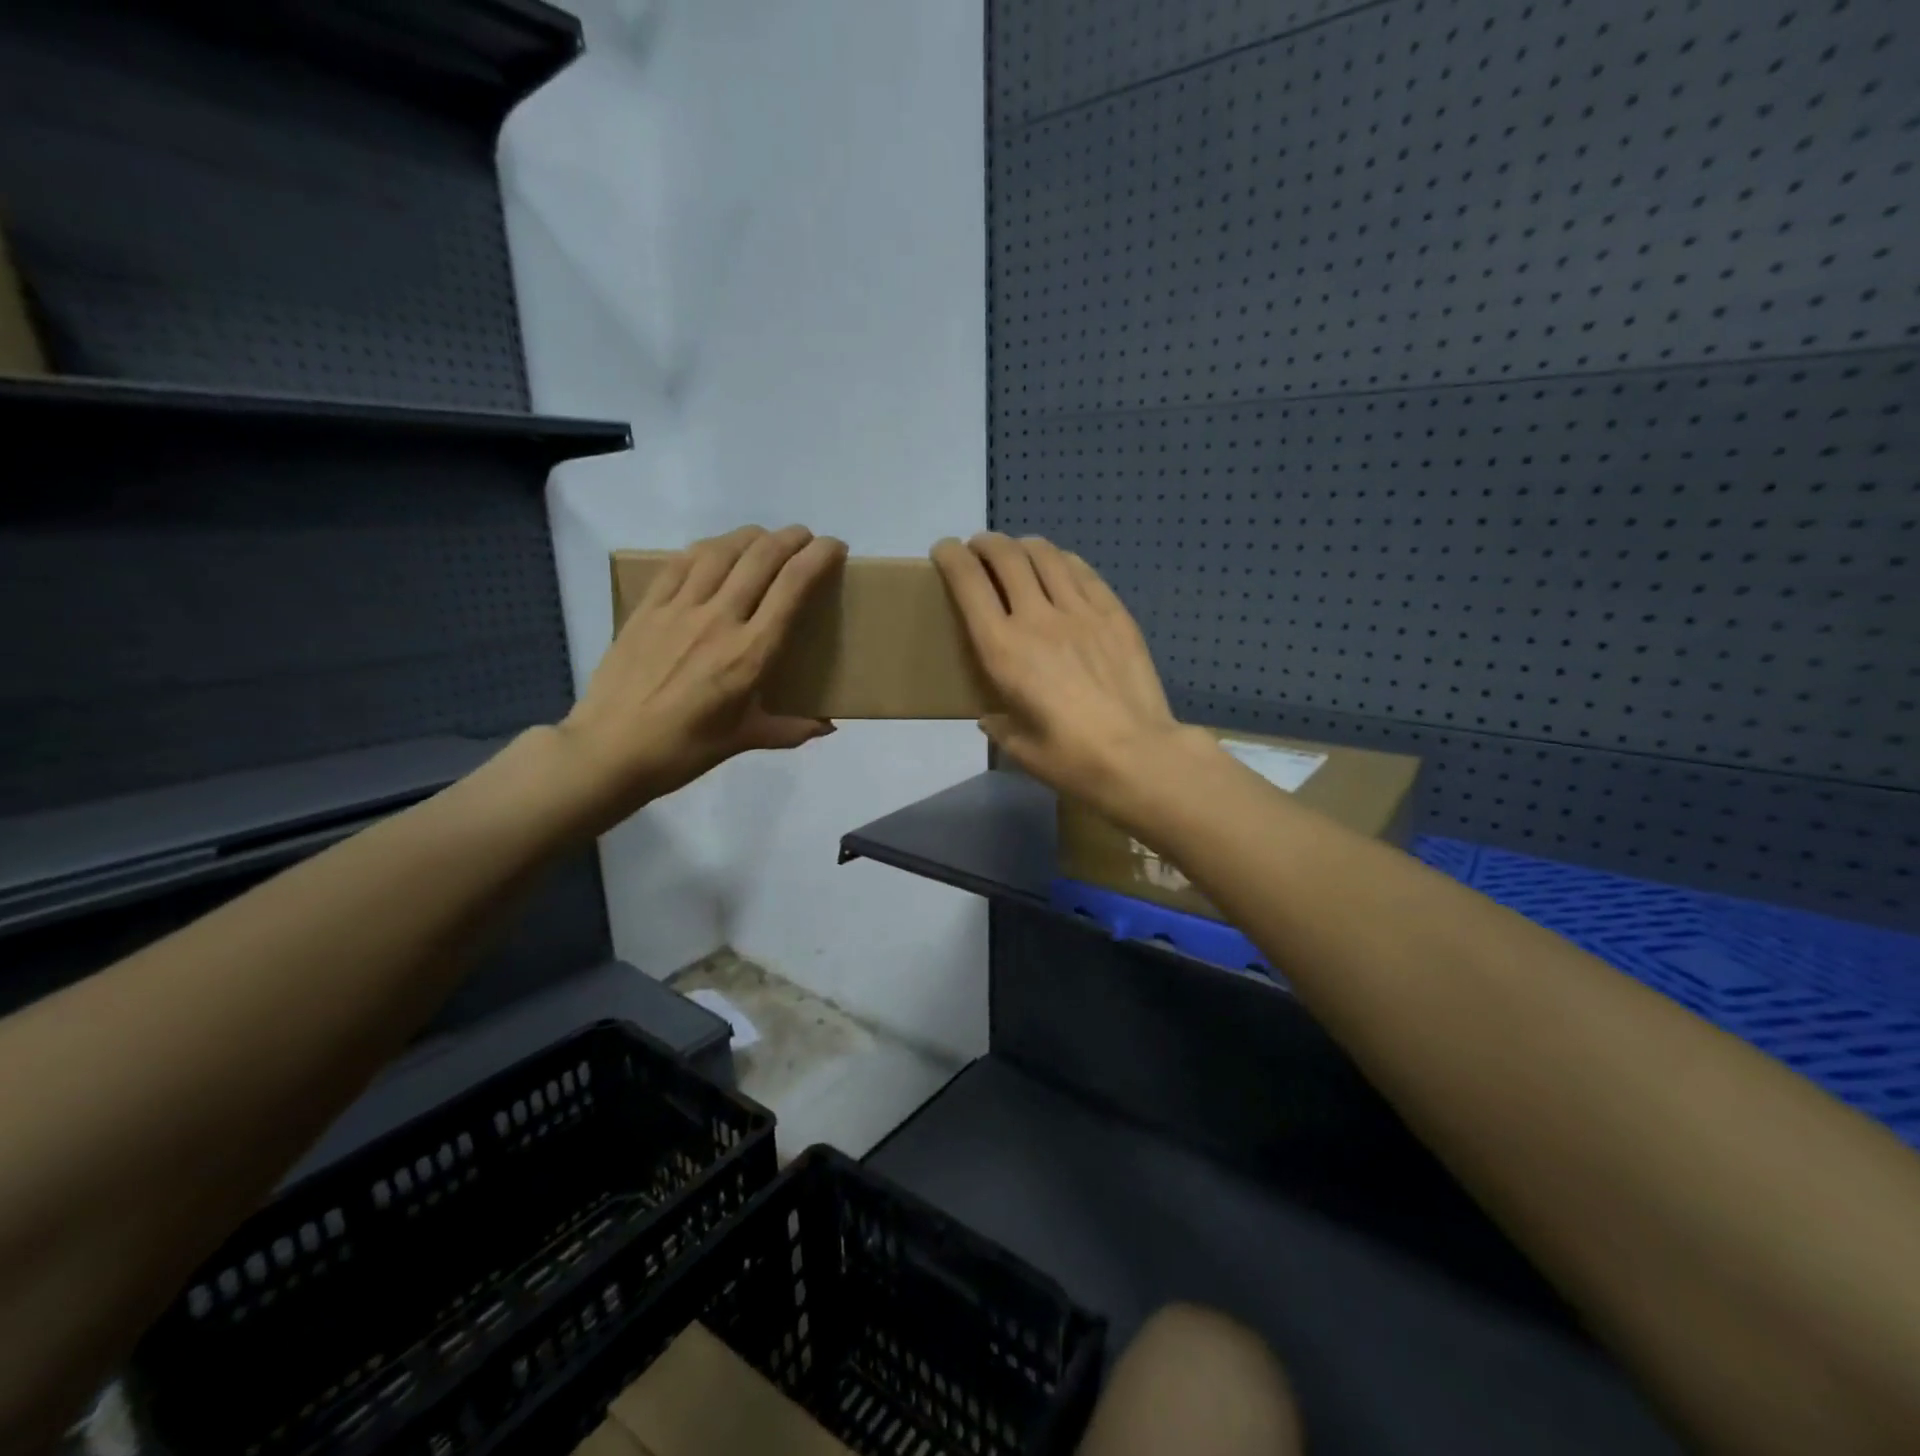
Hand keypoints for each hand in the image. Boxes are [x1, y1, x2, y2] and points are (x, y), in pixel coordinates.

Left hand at [556, 524, 845, 829]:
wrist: (610, 751)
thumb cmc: (684, 750)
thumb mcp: (744, 740)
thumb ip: (791, 729)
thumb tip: (828, 726)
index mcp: (750, 654)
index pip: (792, 586)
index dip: (818, 557)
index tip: (835, 548)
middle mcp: (719, 620)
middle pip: (761, 557)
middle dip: (791, 538)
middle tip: (806, 540)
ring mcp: (679, 609)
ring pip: (722, 551)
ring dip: (751, 536)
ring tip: (766, 539)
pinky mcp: (648, 608)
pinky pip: (681, 563)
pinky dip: (708, 548)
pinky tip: (717, 550)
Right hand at [932, 533, 1209, 813]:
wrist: (1138, 755)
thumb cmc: (1070, 758)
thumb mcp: (1018, 747)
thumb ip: (998, 724)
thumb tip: (992, 715)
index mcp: (1003, 650)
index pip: (969, 584)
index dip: (951, 558)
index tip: (944, 551)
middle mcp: (1037, 618)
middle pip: (1006, 557)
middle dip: (985, 544)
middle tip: (979, 550)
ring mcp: (1080, 611)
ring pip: (1045, 555)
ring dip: (1023, 545)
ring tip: (1017, 553)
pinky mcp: (1114, 614)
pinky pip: (1082, 572)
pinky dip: (1061, 560)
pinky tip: (1059, 567)